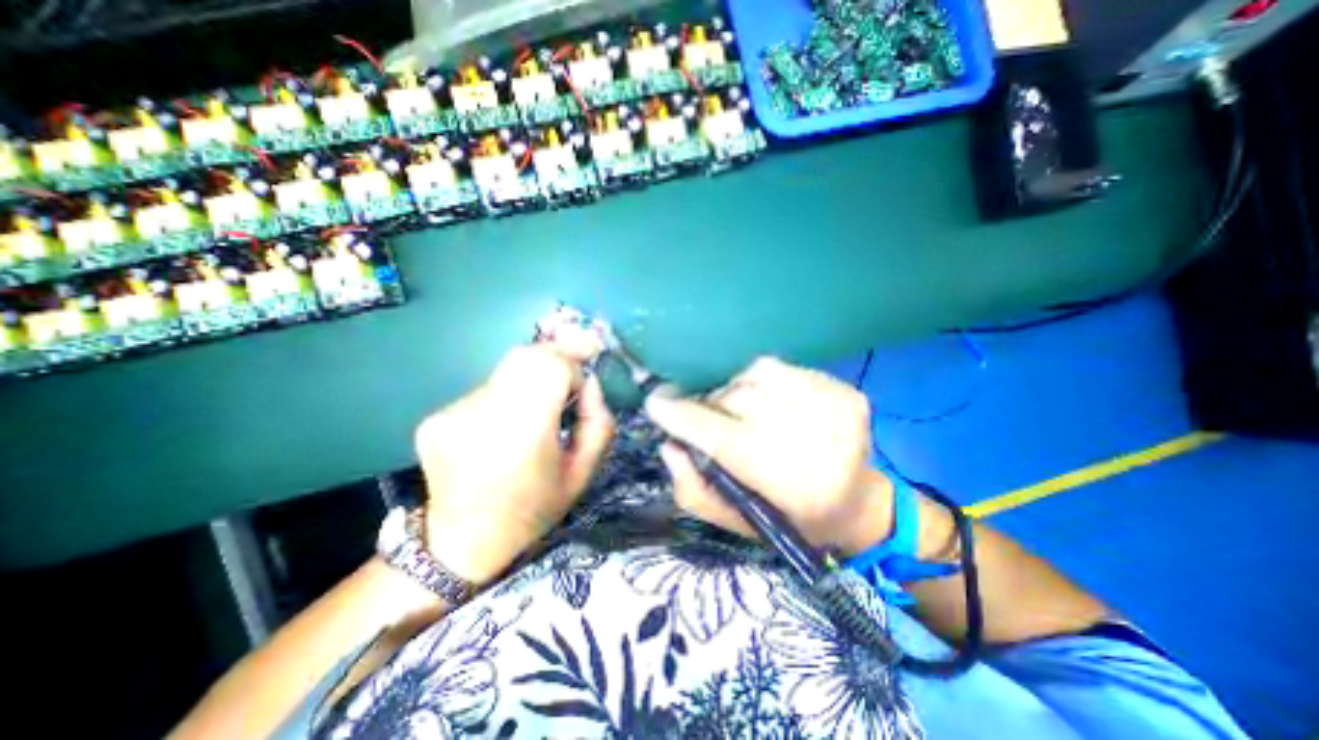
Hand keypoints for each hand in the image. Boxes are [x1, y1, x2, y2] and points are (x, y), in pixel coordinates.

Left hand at [413, 345, 614, 585]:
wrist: (462, 543)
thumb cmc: (533, 510)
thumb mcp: (583, 473)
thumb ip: (598, 423)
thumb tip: (589, 382)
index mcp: (522, 434)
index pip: (549, 365)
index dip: (572, 366)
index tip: (581, 385)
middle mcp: (481, 415)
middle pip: (524, 356)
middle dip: (554, 360)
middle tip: (567, 382)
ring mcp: (452, 414)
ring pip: (506, 371)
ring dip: (529, 383)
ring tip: (533, 416)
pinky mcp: (435, 417)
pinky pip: (485, 390)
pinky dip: (505, 399)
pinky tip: (503, 430)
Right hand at [648, 355, 895, 554]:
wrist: (858, 503)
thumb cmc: (789, 518)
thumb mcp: (734, 521)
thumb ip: (693, 487)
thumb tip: (669, 443)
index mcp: (789, 485)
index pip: (721, 437)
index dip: (682, 417)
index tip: (654, 404)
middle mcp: (816, 440)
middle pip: (736, 398)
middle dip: (710, 405)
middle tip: (707, 418)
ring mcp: (835, 407)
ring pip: (756, 375)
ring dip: (737, 390)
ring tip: (741, 411)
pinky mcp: (845, 390)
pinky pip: (783, 369)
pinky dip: (764, 382)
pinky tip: (770, 404)